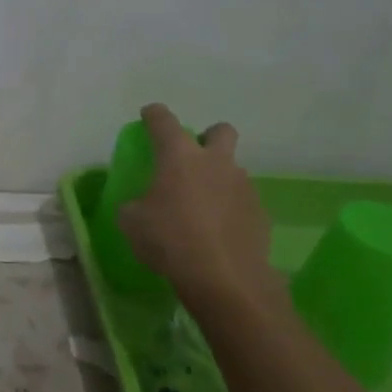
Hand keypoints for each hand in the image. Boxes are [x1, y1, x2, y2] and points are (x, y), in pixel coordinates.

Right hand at [117, 104, 286, 309]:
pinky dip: (229, 210)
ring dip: (218, 180)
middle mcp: (216, 163)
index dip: (154, 115)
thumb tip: (141, 205)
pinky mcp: (260, 213)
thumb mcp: (132, 222)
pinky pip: (241, 202)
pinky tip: (216, 233)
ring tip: (200, 208)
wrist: (223, 278)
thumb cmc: (169, 240)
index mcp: (180, 157)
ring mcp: (243, 187)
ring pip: (232, 170)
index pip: (164, 122)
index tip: (149, 114)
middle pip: (220, 131)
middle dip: (208, 137)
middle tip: (192, 158)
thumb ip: (135, 205)